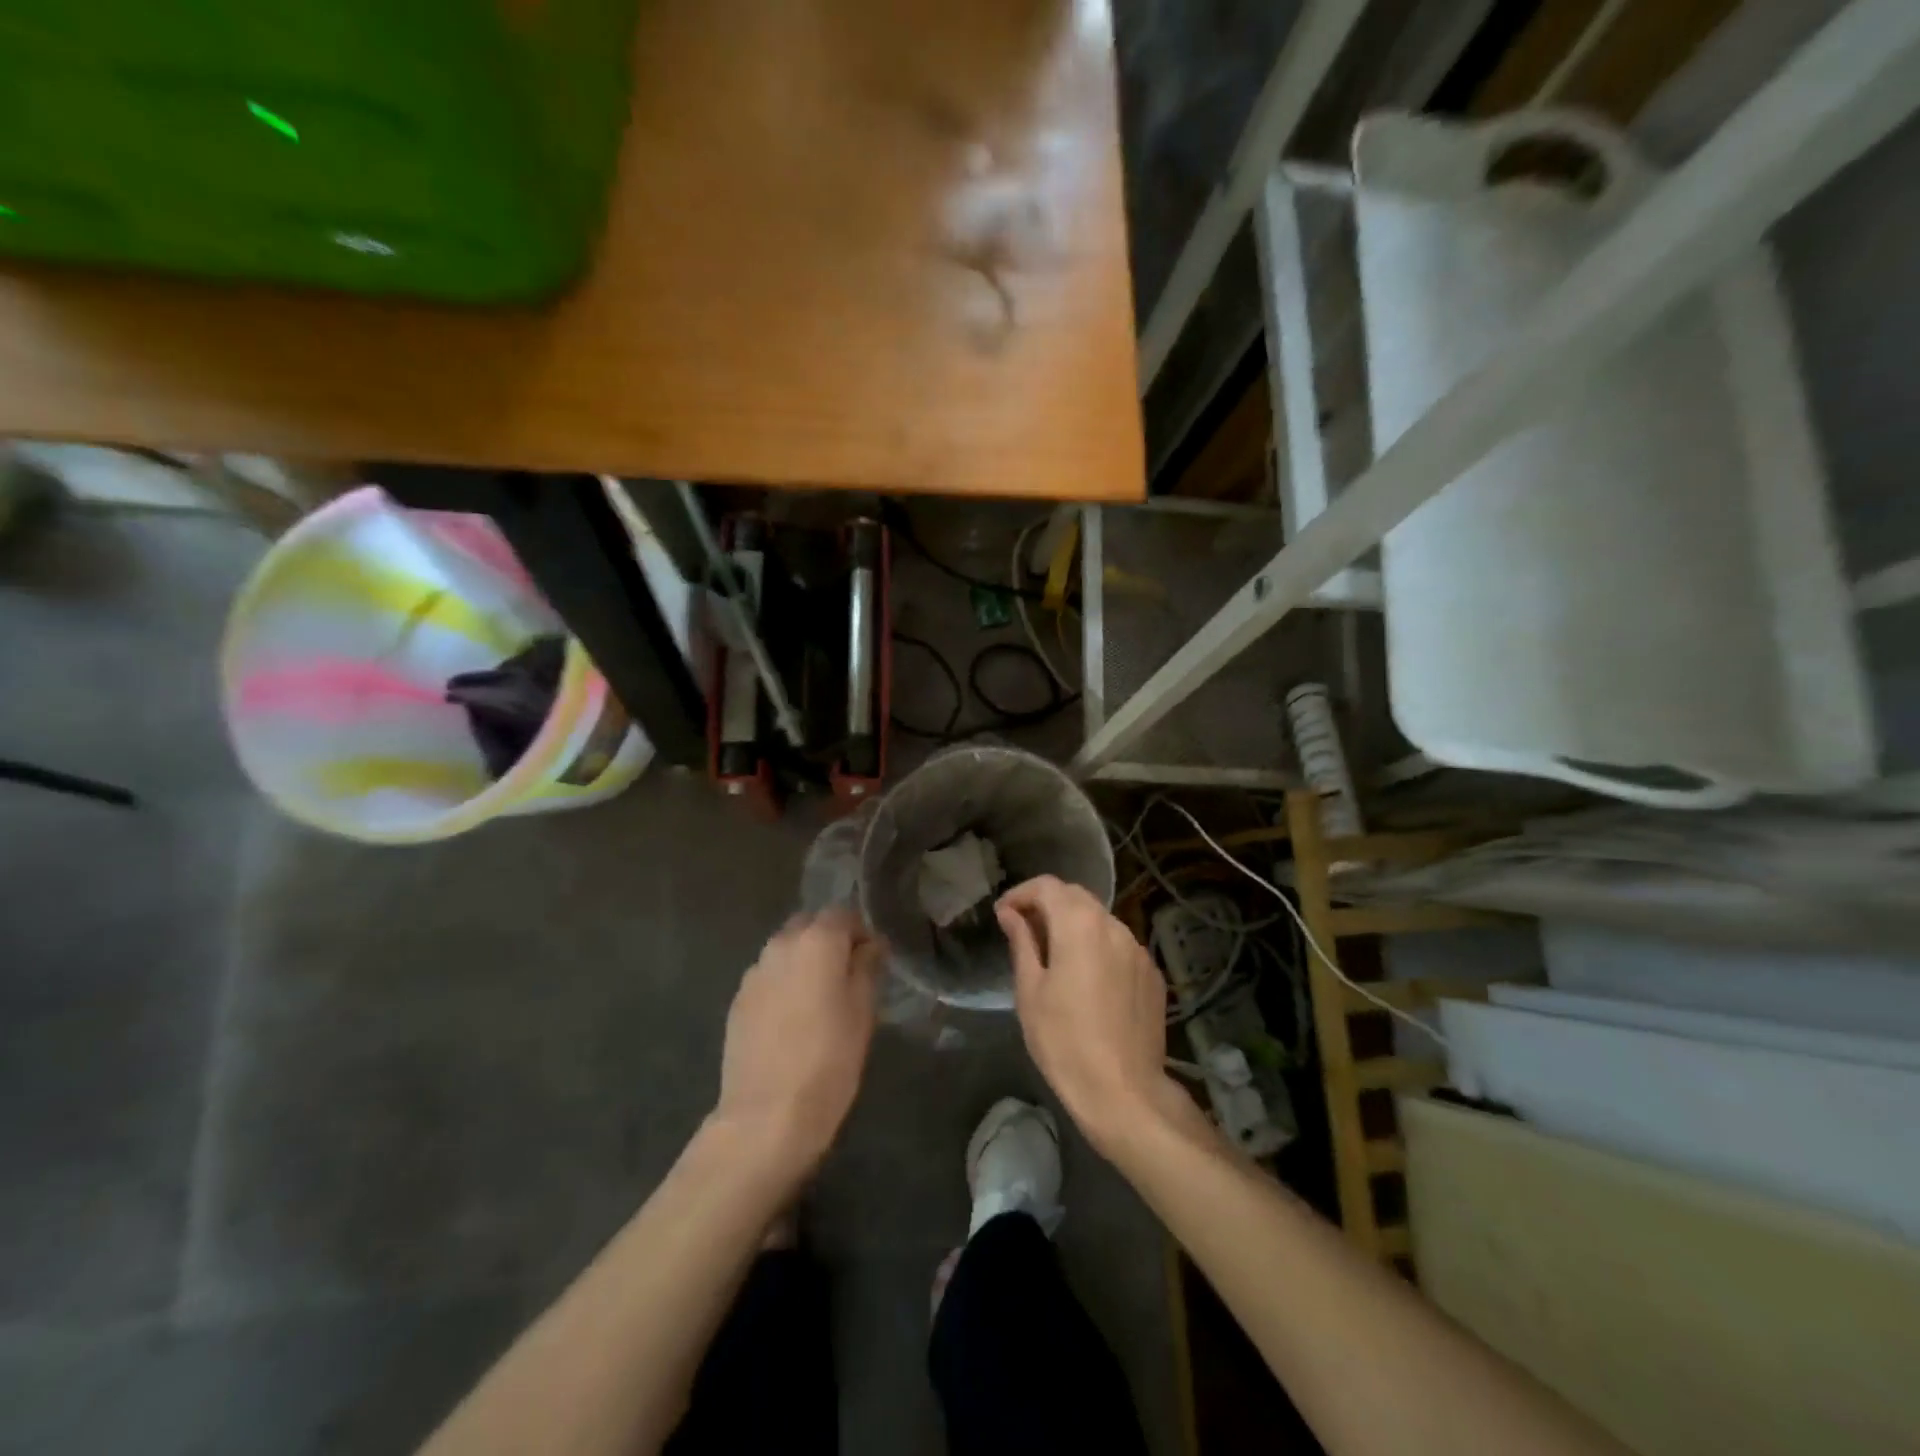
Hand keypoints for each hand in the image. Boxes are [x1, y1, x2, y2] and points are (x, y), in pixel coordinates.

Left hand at [710, 909, 880, 1180]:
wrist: (766, 1116)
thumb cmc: (828, 1060)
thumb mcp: (863, 1012)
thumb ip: (867, 967)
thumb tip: (870, 945)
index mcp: (816, 941)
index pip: (843, 914)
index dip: (861, 932)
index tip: (873, 959)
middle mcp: (781, 944)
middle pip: (810, 925)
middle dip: (829, 941)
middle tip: (848, 977)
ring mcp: (754, 972)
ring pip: (786, 950)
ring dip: (804, 961)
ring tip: (820, 999)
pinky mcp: (738, 1000)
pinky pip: (768, 977)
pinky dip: (783, 984)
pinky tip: (793, 1019)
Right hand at [997, 876, 1182, 1155]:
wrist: (1124, 1091)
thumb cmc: (1064, 1041)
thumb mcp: (1030, 991)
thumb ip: (1022, 942)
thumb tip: (1010, 914)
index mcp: (1079, 924)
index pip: (1047, 887)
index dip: (1020, 894)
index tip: (1003, 914)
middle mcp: (1113, 925)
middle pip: (1076, 897)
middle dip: (1047, 904)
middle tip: (1022, 929)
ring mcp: (1138, 949)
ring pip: (1100, 920)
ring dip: (1073, 925)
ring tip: (1053, 954)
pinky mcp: (1152, 974)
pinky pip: (1119, 946)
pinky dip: (1097, 947)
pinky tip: (1087, 978)